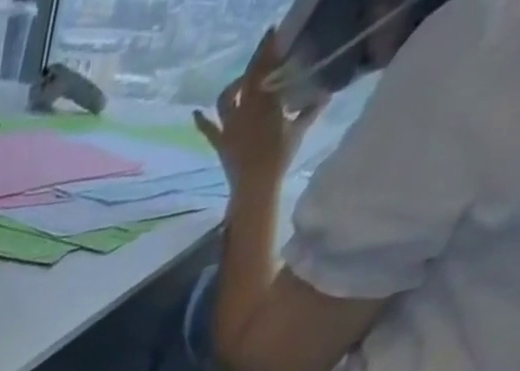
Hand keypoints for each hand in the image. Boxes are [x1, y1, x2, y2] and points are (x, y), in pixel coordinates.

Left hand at [193, 30, 324, 188]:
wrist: (255, 185)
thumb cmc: (279, 158)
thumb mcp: (298, 130)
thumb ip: (310, 109)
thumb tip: (325, 94)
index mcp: (267, 101)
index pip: (267, 68)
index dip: (269, 50)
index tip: (274, 36)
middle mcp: (246, 109)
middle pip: (248, 78)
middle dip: (257, 60)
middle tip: (264, 48)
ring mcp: (230, 126)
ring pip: (226, 99)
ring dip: (233, 87)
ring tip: (241, 82)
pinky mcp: (220, 143)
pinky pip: (208, 130)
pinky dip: (200, 120)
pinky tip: (194, 113)